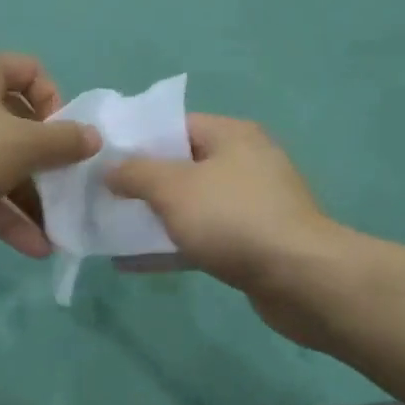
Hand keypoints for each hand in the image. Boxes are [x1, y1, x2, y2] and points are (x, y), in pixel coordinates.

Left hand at [0, 50, 99, 256]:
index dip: (57, 106)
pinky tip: (28, 246)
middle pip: (18, 125)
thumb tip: (93, 138)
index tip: (66, 141)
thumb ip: (63, 142)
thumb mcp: (21, 145)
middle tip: (68, 196)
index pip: (34, 74)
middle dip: (46, 166)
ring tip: (56, 235)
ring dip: (27, 198)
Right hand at [106, 115, 344, 347]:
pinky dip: (175, 244)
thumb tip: (110, 168)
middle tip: (104, 198)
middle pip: (183, 165)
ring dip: (157, 217)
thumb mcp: (174, 188)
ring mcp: (254, 203)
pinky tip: (139, 262)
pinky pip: (205, 235)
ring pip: (193, 204)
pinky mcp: (256, 241)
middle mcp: (246, 161)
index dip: (138, 141)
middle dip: (144, 183)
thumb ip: (136, 173)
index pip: (175, 126)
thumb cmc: (233, 218)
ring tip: (114, 230)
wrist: (301, 278)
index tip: (104, 161)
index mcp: (232, 135)